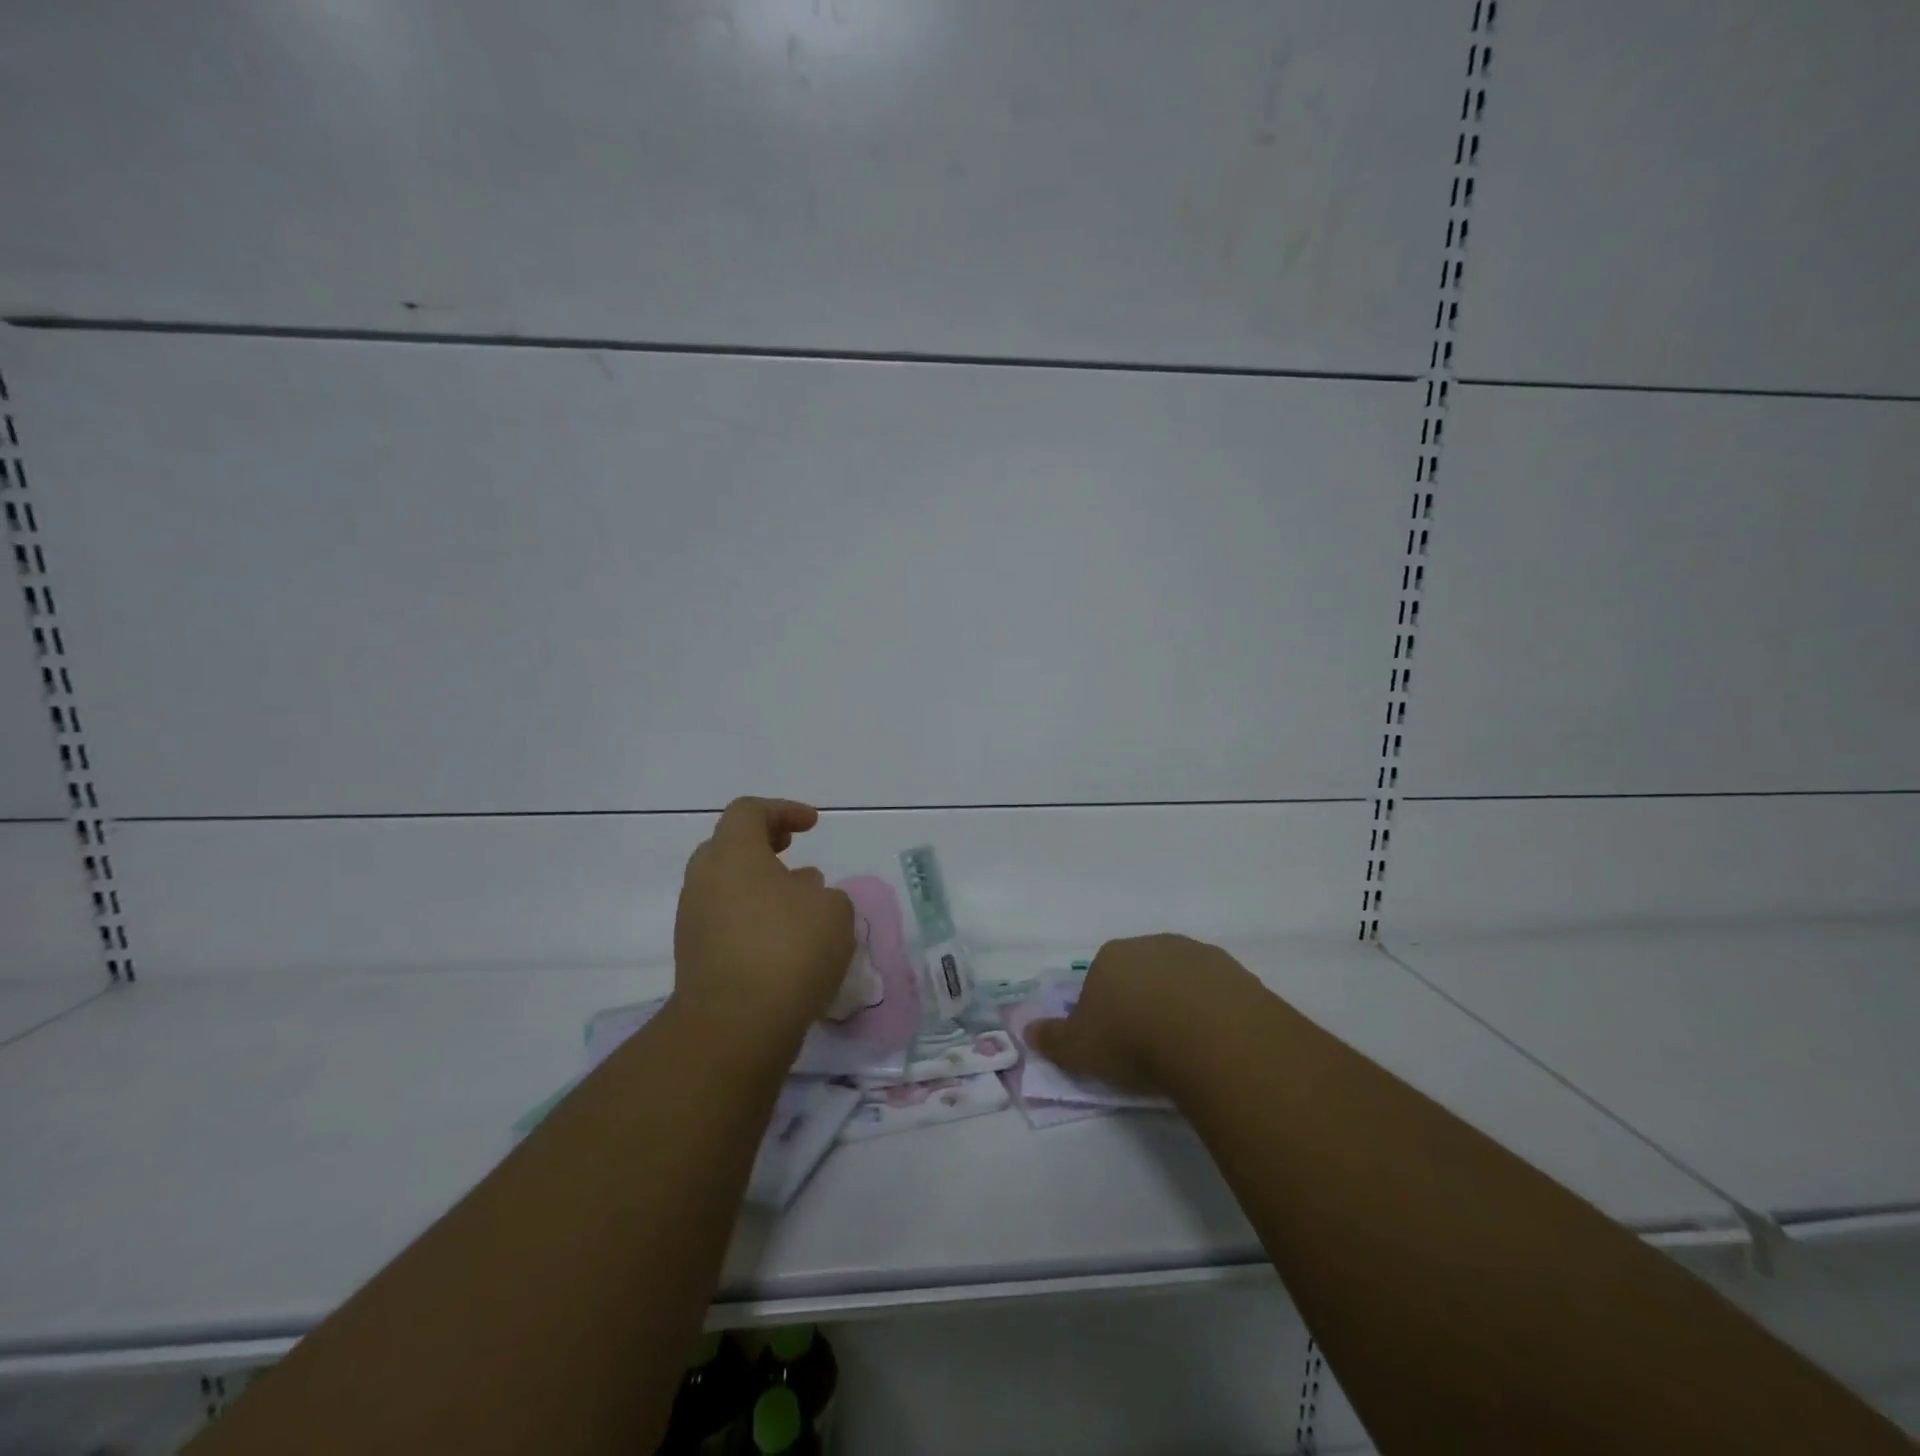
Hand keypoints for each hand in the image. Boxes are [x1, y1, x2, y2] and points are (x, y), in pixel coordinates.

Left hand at [672, 797, 855, 1045]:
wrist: (734, 1026)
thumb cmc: (789, 950)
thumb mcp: (834, 910)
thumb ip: (823, 892)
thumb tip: (801, 894)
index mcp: (733, 854)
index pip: (749, 811)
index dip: (783, 810)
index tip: (812, 825)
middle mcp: (704, 879)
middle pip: (728, 845)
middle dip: (763, 843)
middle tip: (792, 851)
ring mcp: (693, 919)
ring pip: (725, 884)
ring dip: (759, 883)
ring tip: (797, 900)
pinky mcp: (693, 956)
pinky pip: (724, 919)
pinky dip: (751, 915)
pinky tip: (782, 938)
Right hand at [1023, 933, 1253, 1093]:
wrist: (1210, 1036)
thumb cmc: (1132, 1040)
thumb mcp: (1079, 1050)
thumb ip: (1052, 1040)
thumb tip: (1028, 1030)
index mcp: (1111, 956)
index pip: (1099, 977)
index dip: (1103, 1009)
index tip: (1112, 1041)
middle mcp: (1152, 944)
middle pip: (1141, 973)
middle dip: (1142, 1001)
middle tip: (1148, 1045)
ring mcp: (1197, 954)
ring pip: (1181, 980)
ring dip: (1180, 1005)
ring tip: (1185, 1048)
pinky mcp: (1236, 972)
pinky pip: (1217, 994)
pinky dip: (1213, 1013)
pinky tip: (1215, 1043)